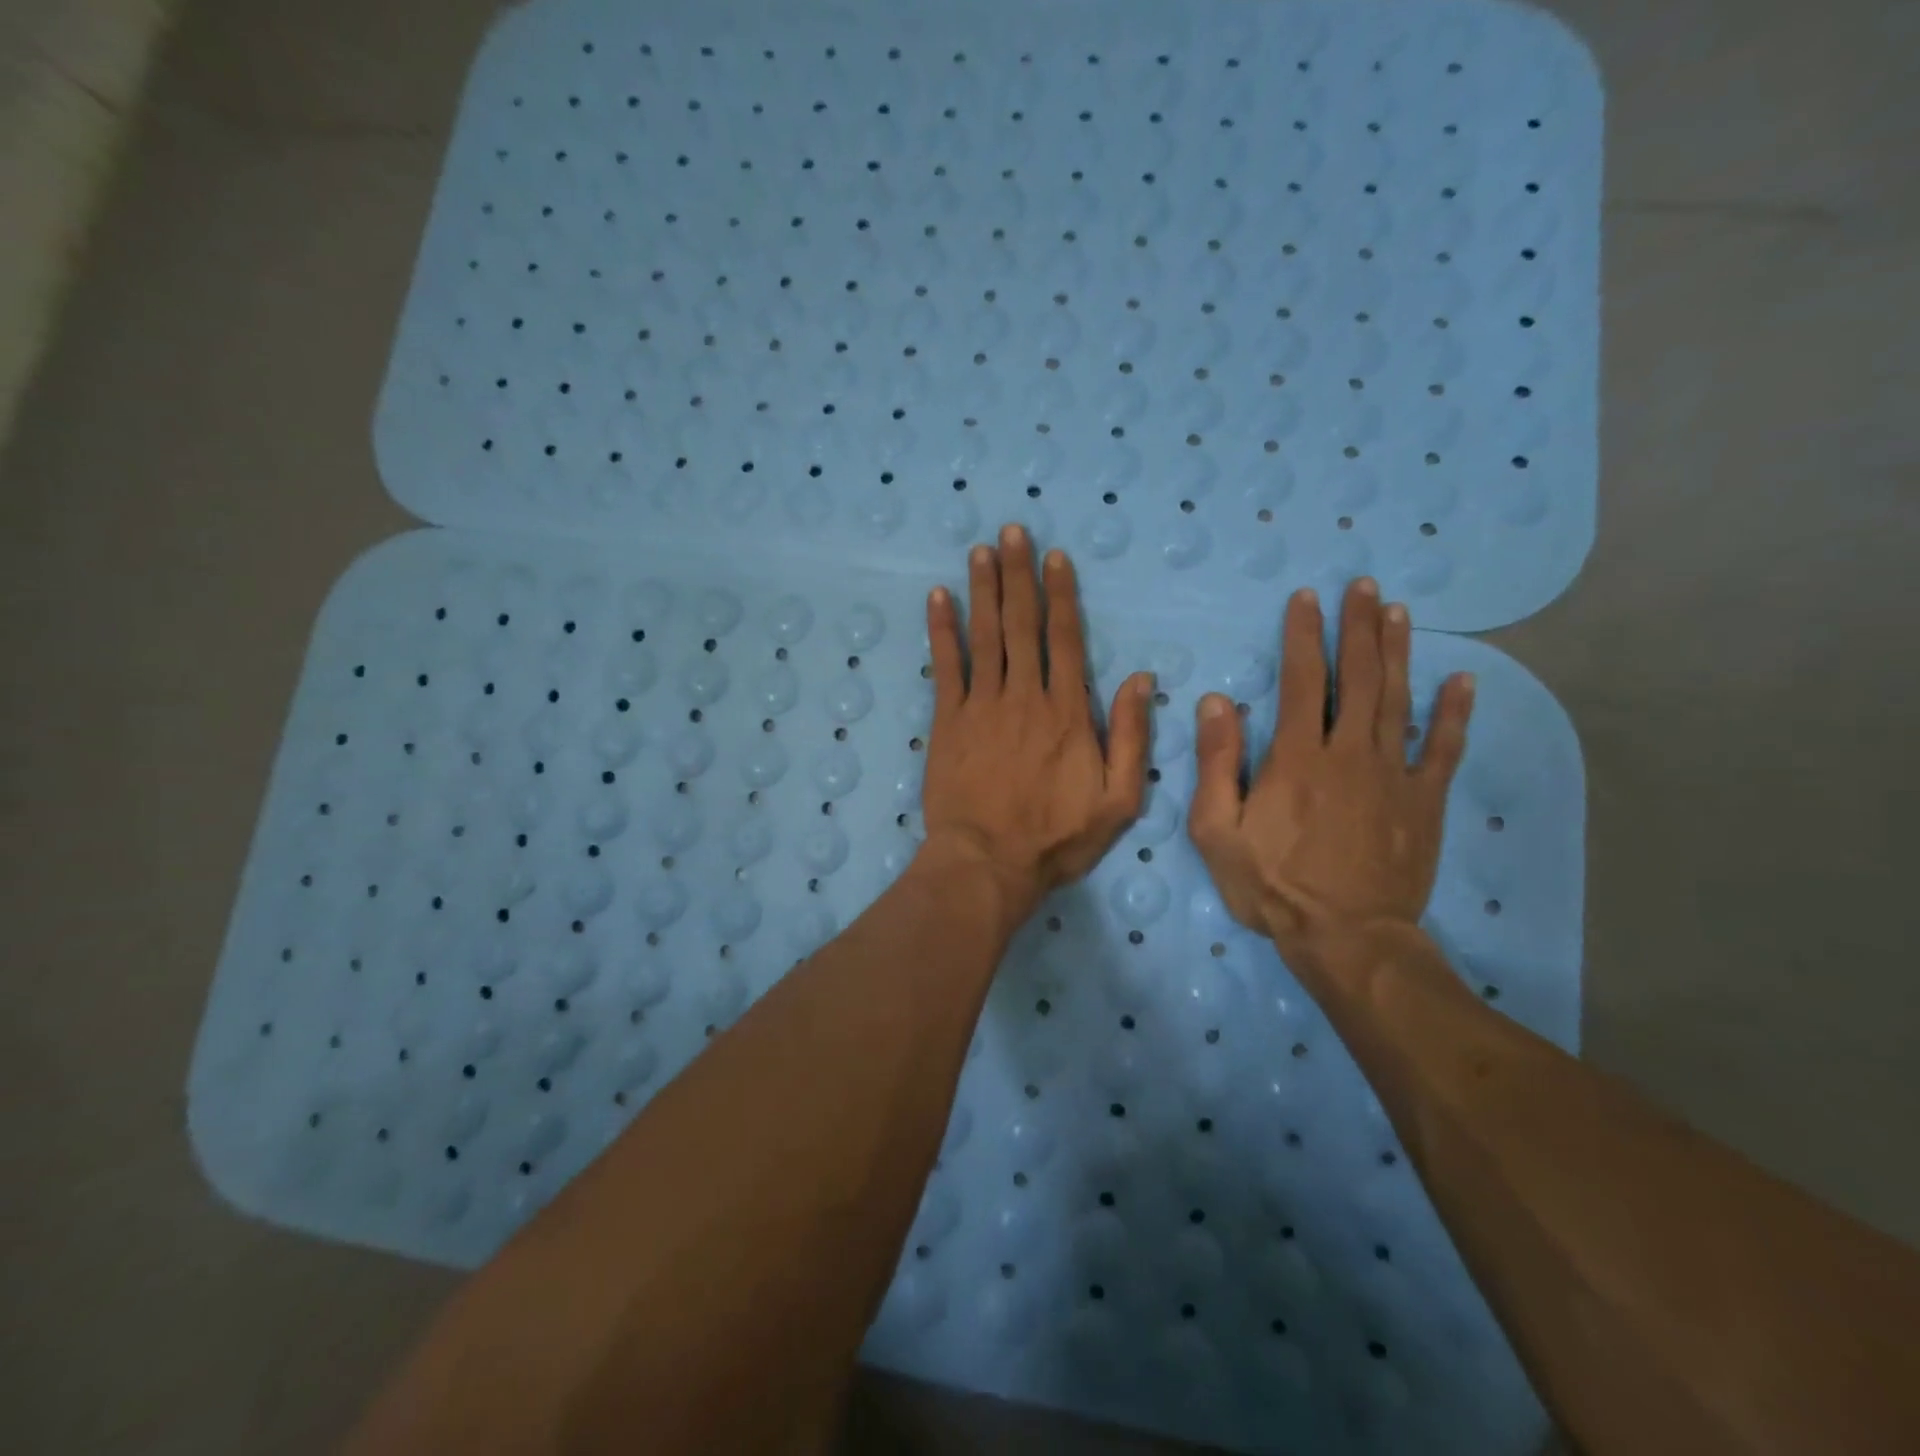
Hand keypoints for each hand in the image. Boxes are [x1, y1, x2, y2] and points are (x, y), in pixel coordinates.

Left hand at [919, 525, 1152, 923]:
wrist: (987, 864)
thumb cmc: (1057, 839)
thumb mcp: (1119, 801)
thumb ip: (1132, 738)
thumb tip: (1140, 680)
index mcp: (1068, 713)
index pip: (1065, 639)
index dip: (1061, 595)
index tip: (1055, 557)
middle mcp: (1024, 696)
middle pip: (1022, 624)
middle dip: (1018, 574)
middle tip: (1012, 531)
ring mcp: (981, 706)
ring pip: (984, 636)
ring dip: (983, 590)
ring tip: (981, 551)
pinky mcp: (947, 722)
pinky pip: (945, 666)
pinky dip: (941, 630)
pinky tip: (937, 598)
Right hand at [1187, 579, 1474, 975]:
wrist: (1346, 937)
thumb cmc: (1272, 885)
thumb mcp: (1217, 830)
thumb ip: (1217, 764)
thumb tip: (1217, 702)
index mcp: (1296, 758)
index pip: (1300, 681)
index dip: (1302, 635)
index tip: (1307, 598)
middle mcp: (1348, 752)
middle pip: (1356, 678)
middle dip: (1358, 628)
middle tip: (1364, 587)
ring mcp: (1393, 775)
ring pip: (1398, 700)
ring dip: (1397, 653)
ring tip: (1399, 613)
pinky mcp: (1424, 802)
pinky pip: (1443, 749)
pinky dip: (1455, 713)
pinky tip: (1463, 680)